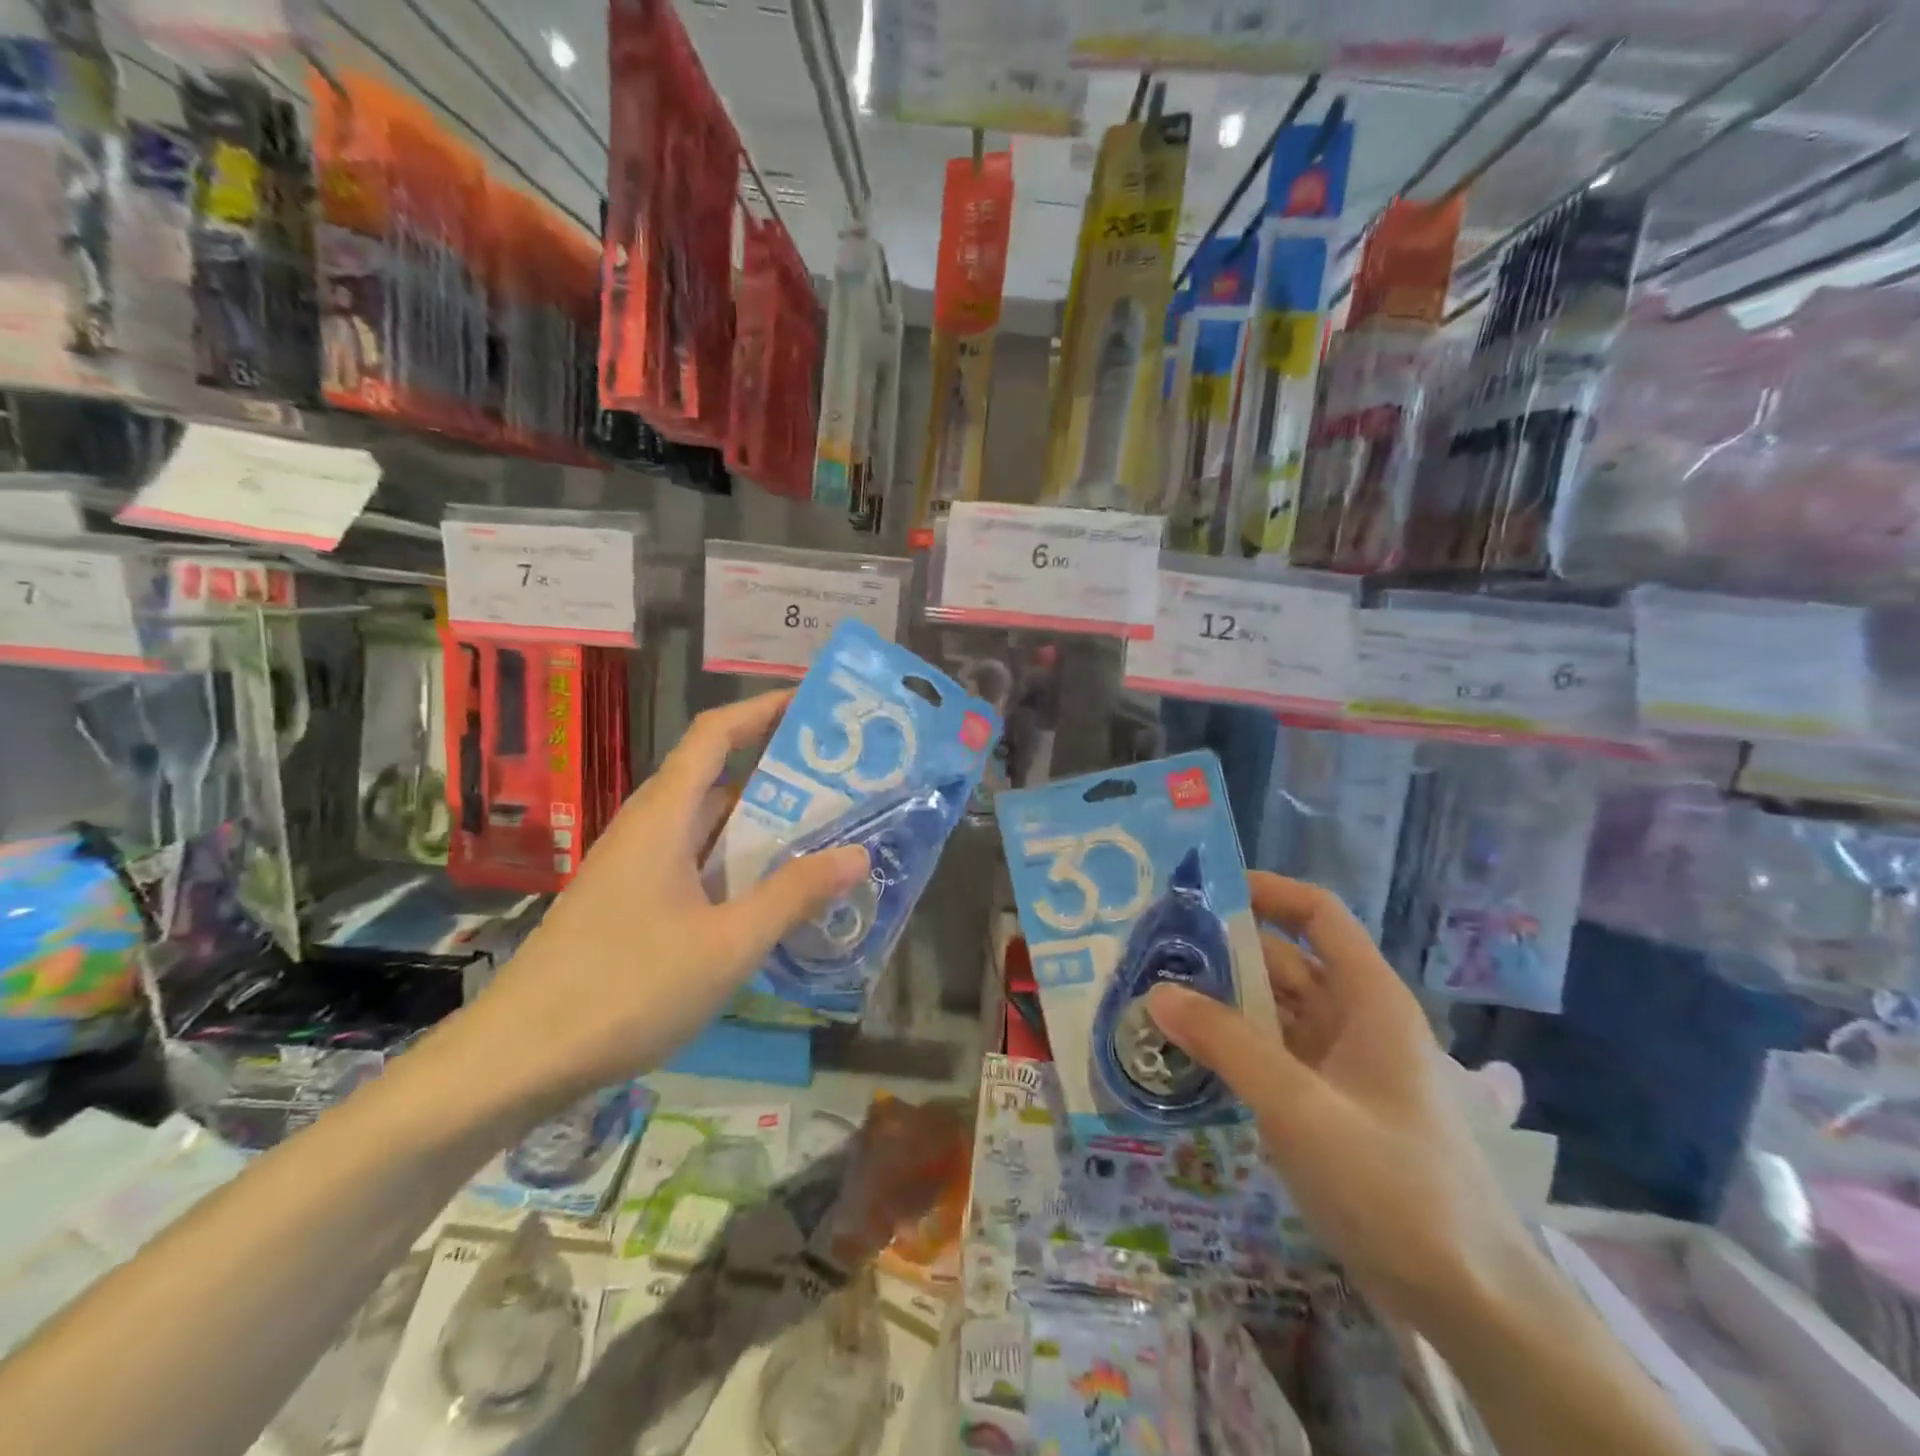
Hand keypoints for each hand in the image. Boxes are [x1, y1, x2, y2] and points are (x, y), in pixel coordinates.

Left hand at [461, 692, 867, 1111]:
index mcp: (664, 816)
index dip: (763, 710)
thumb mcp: (727, 944)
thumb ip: (793, 895)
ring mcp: (637, 868)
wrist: (517, 1059)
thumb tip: (857, 853)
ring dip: (763, 827)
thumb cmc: (625, 988)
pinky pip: (698, 865)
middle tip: (845, 782)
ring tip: (826, 834)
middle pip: (719, 779)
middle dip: (781, 775)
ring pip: (709, 828)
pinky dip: (740, 866)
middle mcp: (649, 829)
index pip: (716, 734)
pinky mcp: (633, 904)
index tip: (816, 704)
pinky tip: (774, 896)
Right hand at [1147, 873, 1534, 1334]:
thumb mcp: (1301, 1107)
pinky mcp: (1327, 1105)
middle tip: (1154, 950)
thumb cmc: (1392, 1185)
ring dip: (1222, 1001)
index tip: (1203, 891)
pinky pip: (1272, 1054)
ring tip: (1154, 995)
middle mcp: (1355, 1020)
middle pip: (1285, 961)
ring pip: (1274, 1011)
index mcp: (1369, 999)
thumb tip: (1158, 991)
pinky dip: (1233, 1045)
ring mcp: (1341, 1065)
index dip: (1267, 891)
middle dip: (1224, 951)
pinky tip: (1185, 1051)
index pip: (1318, 915)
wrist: (1467, 1301)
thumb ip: (1227, 1044)